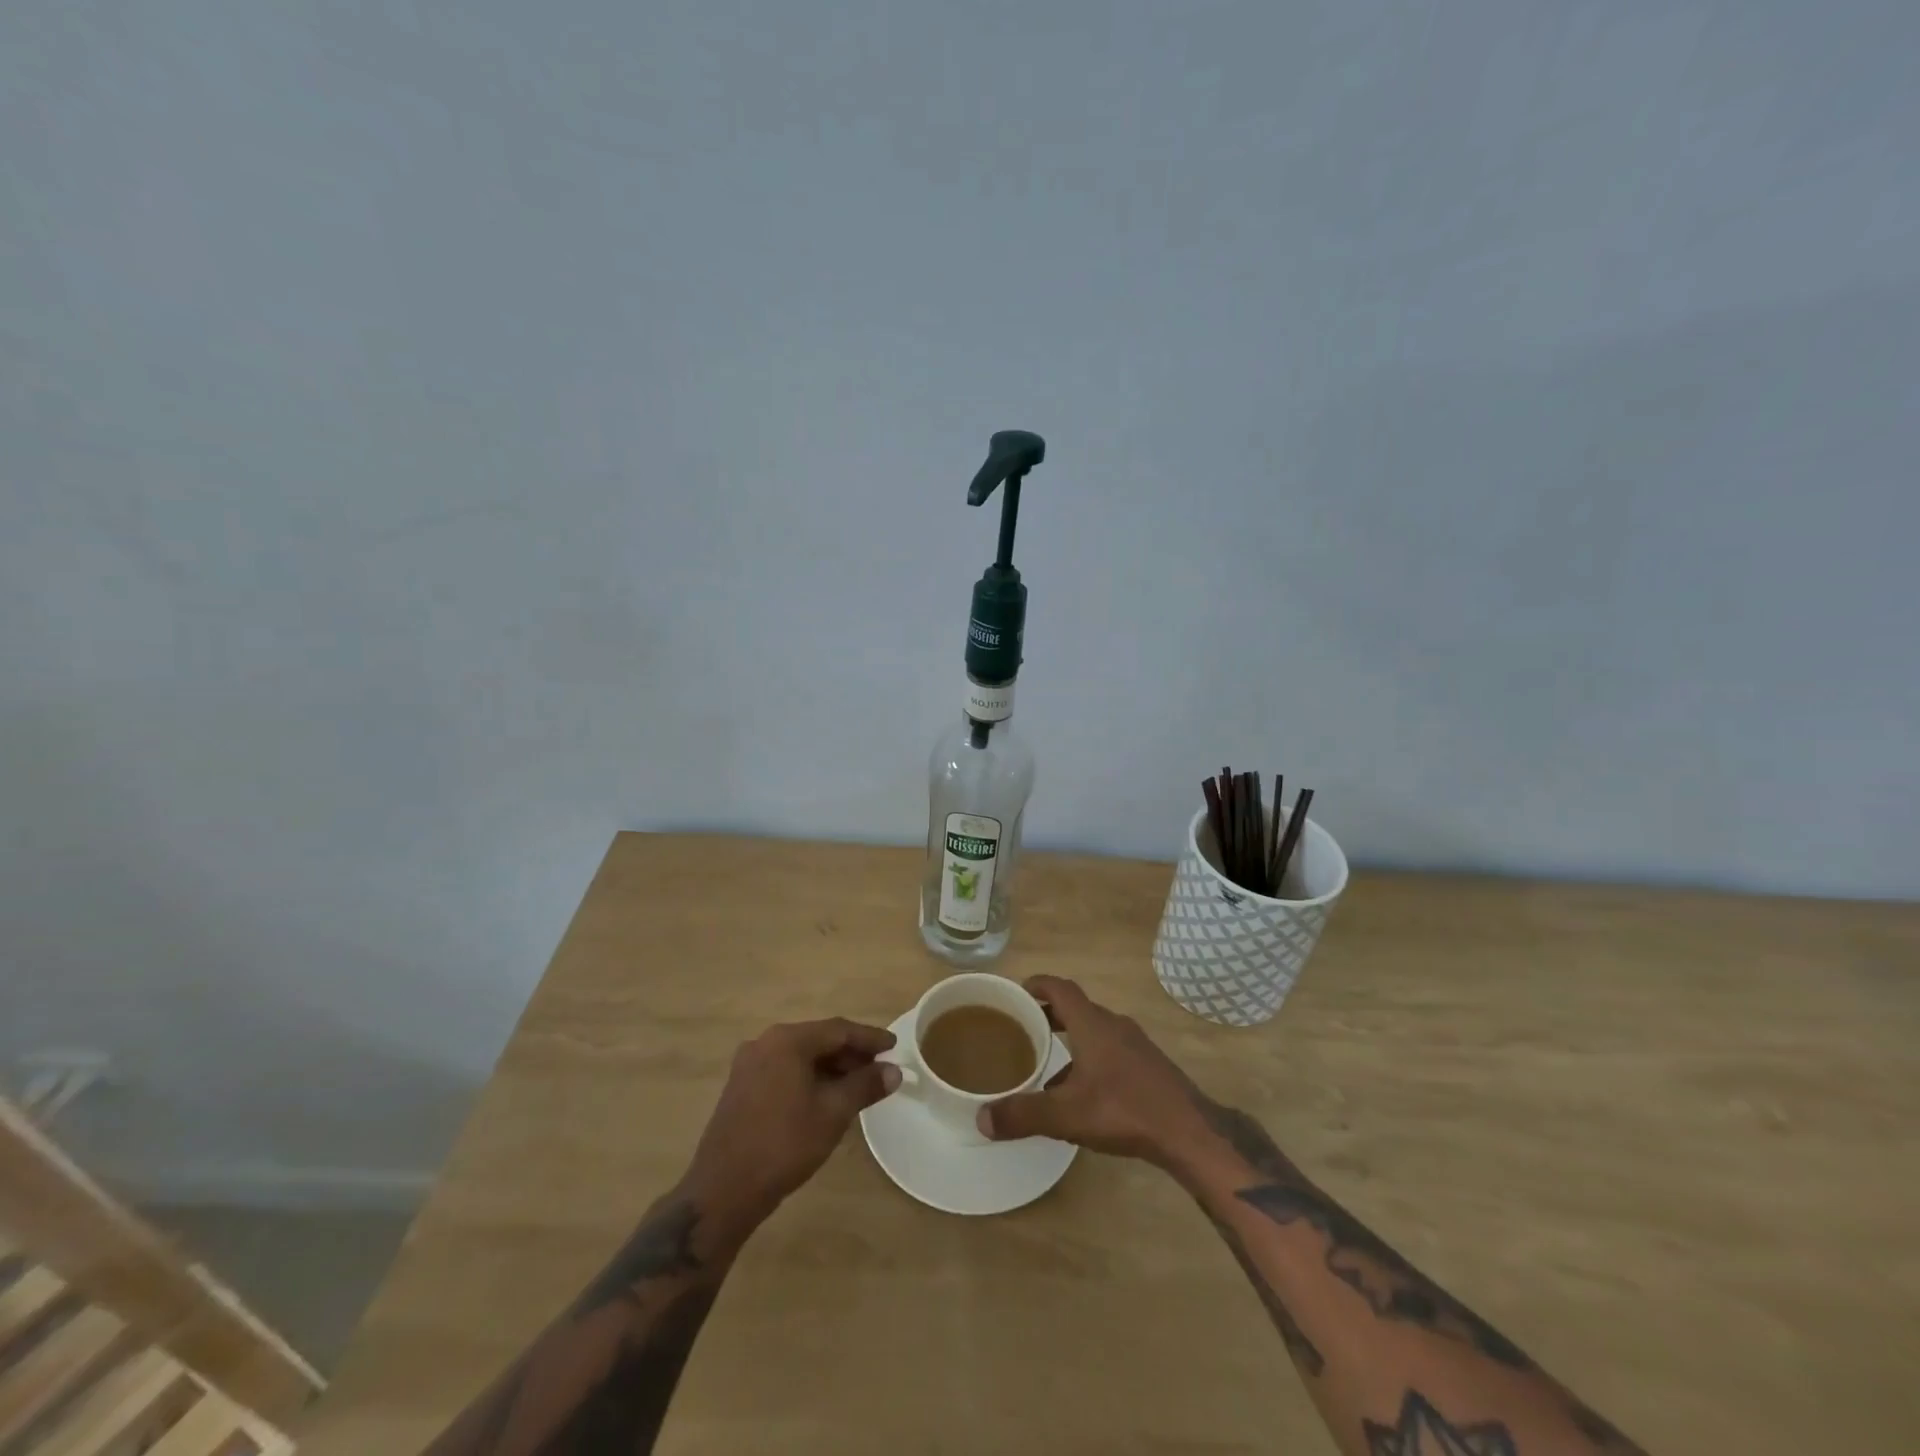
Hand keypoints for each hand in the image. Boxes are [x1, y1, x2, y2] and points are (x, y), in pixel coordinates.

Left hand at [684, 1018, 899, 1226]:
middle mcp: (765, 1043)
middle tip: (879, 1068)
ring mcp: (749, 1065)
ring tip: (858, 1085)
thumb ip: (865, 1086)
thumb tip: (894, 1071)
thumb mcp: (833, 1113)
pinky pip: (784, 1071)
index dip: (869, 1038)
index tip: (894, 1046)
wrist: (723, 1190)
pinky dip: (809, 1078)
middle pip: (818, 1040)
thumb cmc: (784, 1145)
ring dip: (830, 1067)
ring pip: (800, 1056)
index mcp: (787, 1040)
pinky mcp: (741, 1087)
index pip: (838, 1029)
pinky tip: (826, 1097)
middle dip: (850, 1053)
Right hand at [977, 976, 1213, 1167]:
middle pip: (1076, 1008)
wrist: (1189, 1131)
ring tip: (1047, 1065)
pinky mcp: (1148, 1065)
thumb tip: (981, 1118)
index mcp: (1092, 1024)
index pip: (1060, 988)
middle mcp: (1113, 1024)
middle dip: (1049, 1015)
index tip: (1017, 992)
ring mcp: (1135, 1044)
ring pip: (1094, 1031)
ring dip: (1070, 1040)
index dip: (1037, 985)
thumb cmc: (1124, 1110)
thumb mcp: (1066, 1116)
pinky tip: (1082, 1094)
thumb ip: (1023, 1114)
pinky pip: (1110, 1050)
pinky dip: (1089, 1059)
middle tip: (1023, 1029)